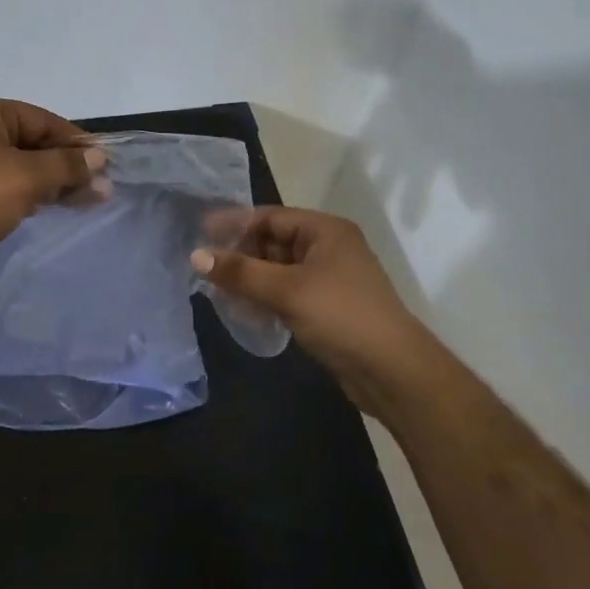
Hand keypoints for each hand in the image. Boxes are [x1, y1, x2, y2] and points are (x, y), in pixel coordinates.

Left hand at [0, 97, 105, 287]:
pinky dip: (28, 195)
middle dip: (66, 166)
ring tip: (86, 202)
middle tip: (101, 190)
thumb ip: (66, 166)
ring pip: (19, 167)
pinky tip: (49, 208)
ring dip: (51, 183)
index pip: (44, 120)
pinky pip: (3, 187)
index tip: (106, 164)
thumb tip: (99, 159)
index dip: (77, 142)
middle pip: (32, 143)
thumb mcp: (27, 177)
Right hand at [192, 208, 424, 415]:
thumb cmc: (341, 316)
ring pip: (279, 269)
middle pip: (274, 241)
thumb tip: (196, 256)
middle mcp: (329, 248)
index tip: (201, 235)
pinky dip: (266, 297)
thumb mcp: (286, 290)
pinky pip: (288, 292)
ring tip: (217, 290)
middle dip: (241, 254)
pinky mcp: (328, 307)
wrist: (393, 372)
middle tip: (205, 268)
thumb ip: (240, 272)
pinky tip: (244, 310)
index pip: (271, 217)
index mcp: (325, 231)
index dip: (235, 224)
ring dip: (251, 278)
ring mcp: (330, 279)